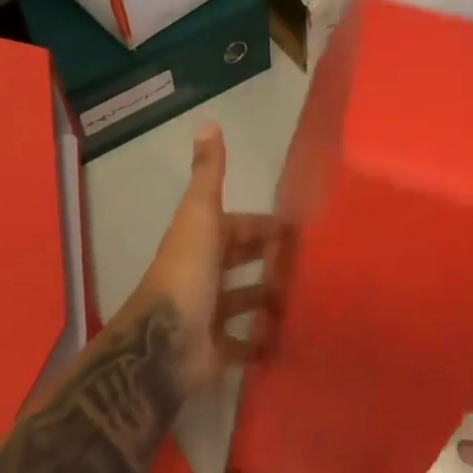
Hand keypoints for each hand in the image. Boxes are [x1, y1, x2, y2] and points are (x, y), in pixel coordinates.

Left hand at [119, 123, 276, 393]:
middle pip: (240, 261)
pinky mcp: (214, 351)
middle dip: (268, 258)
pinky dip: (260, 341)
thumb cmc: (187, 269)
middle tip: (307, 263)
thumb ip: (209, 171)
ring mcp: (207, 313)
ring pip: (242, 301)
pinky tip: (286, 336)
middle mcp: (203, 273)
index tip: (296, 230)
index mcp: (201, 239)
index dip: (262, 225)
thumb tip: (208, 121)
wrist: (164, 343)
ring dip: (267, 298)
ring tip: (303, 297)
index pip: (236, 226)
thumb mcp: (200, 211)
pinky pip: (242, 344)